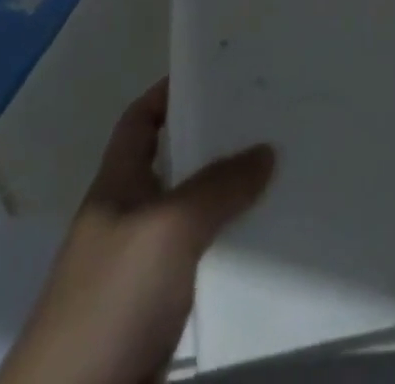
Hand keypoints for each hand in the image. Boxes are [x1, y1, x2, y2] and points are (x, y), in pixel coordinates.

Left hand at [0, 80, 274, 383]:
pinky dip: (234, 255)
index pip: (140, 120)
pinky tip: (271, 250)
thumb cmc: (109, 303)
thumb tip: (266, 150)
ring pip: (195, 220)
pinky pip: (204, 269)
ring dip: (233, 203)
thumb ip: (218, 186)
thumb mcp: (167, 229)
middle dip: (219, 145)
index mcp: (116, 186)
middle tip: (270, 122)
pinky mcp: (160, 319)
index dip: (170, 92)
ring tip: (285, 178)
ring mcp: (143, 274)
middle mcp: (129, 221)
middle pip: (176, 166)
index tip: (217, 74)